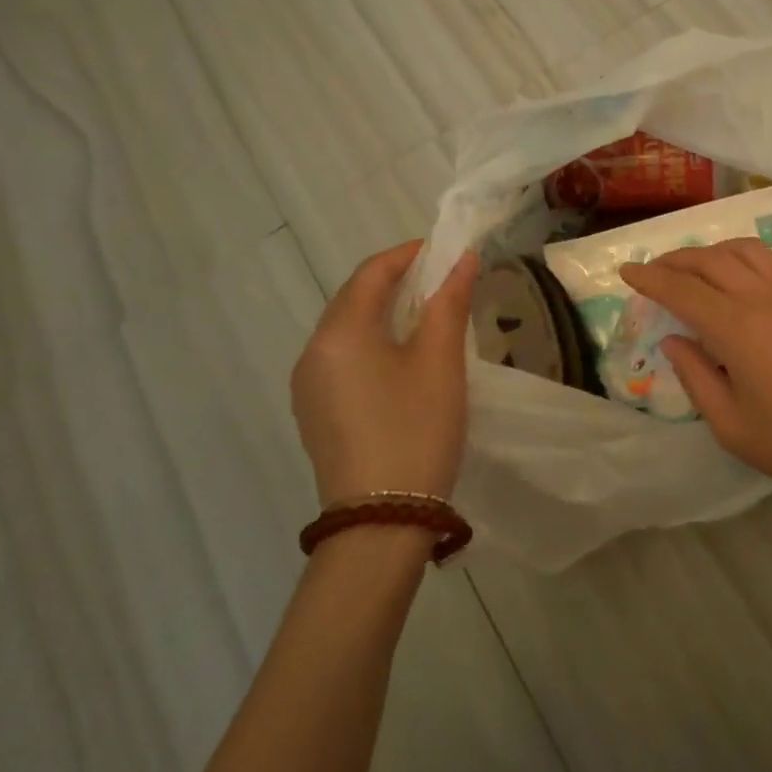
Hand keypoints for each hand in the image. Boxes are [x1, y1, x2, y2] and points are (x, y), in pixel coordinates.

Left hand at [291, 240, 479, 508]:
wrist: (382, 521)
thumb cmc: (416, 429)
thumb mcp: (441, 361)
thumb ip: (449, 302)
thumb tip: (463, 259)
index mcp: (339, 333)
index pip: (371, 273)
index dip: (408, 254)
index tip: (444, 249)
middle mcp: (312, 352)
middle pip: (353, 299)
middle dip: (396, 281)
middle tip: (441, 279)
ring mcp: (308, 386)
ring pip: (347, 330)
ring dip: (384, 312)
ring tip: (427, 314)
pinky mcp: (315, 413)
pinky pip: (343, 358)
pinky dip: (372, 342)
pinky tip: (402, 357)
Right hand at [621, 239, 771, 522]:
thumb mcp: (731, 426)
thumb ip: (695, 377)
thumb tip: (673, 341)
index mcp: (736, 329)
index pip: (681, 290)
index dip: (650, 278)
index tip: (626, 271)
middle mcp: (761, 297)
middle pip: (709, 260)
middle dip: (675, 260)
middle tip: (653, 270)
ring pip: (742, 249)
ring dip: (710, 251)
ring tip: (693, 266)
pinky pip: (770, 259)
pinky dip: (742, 256)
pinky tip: (738, 274)